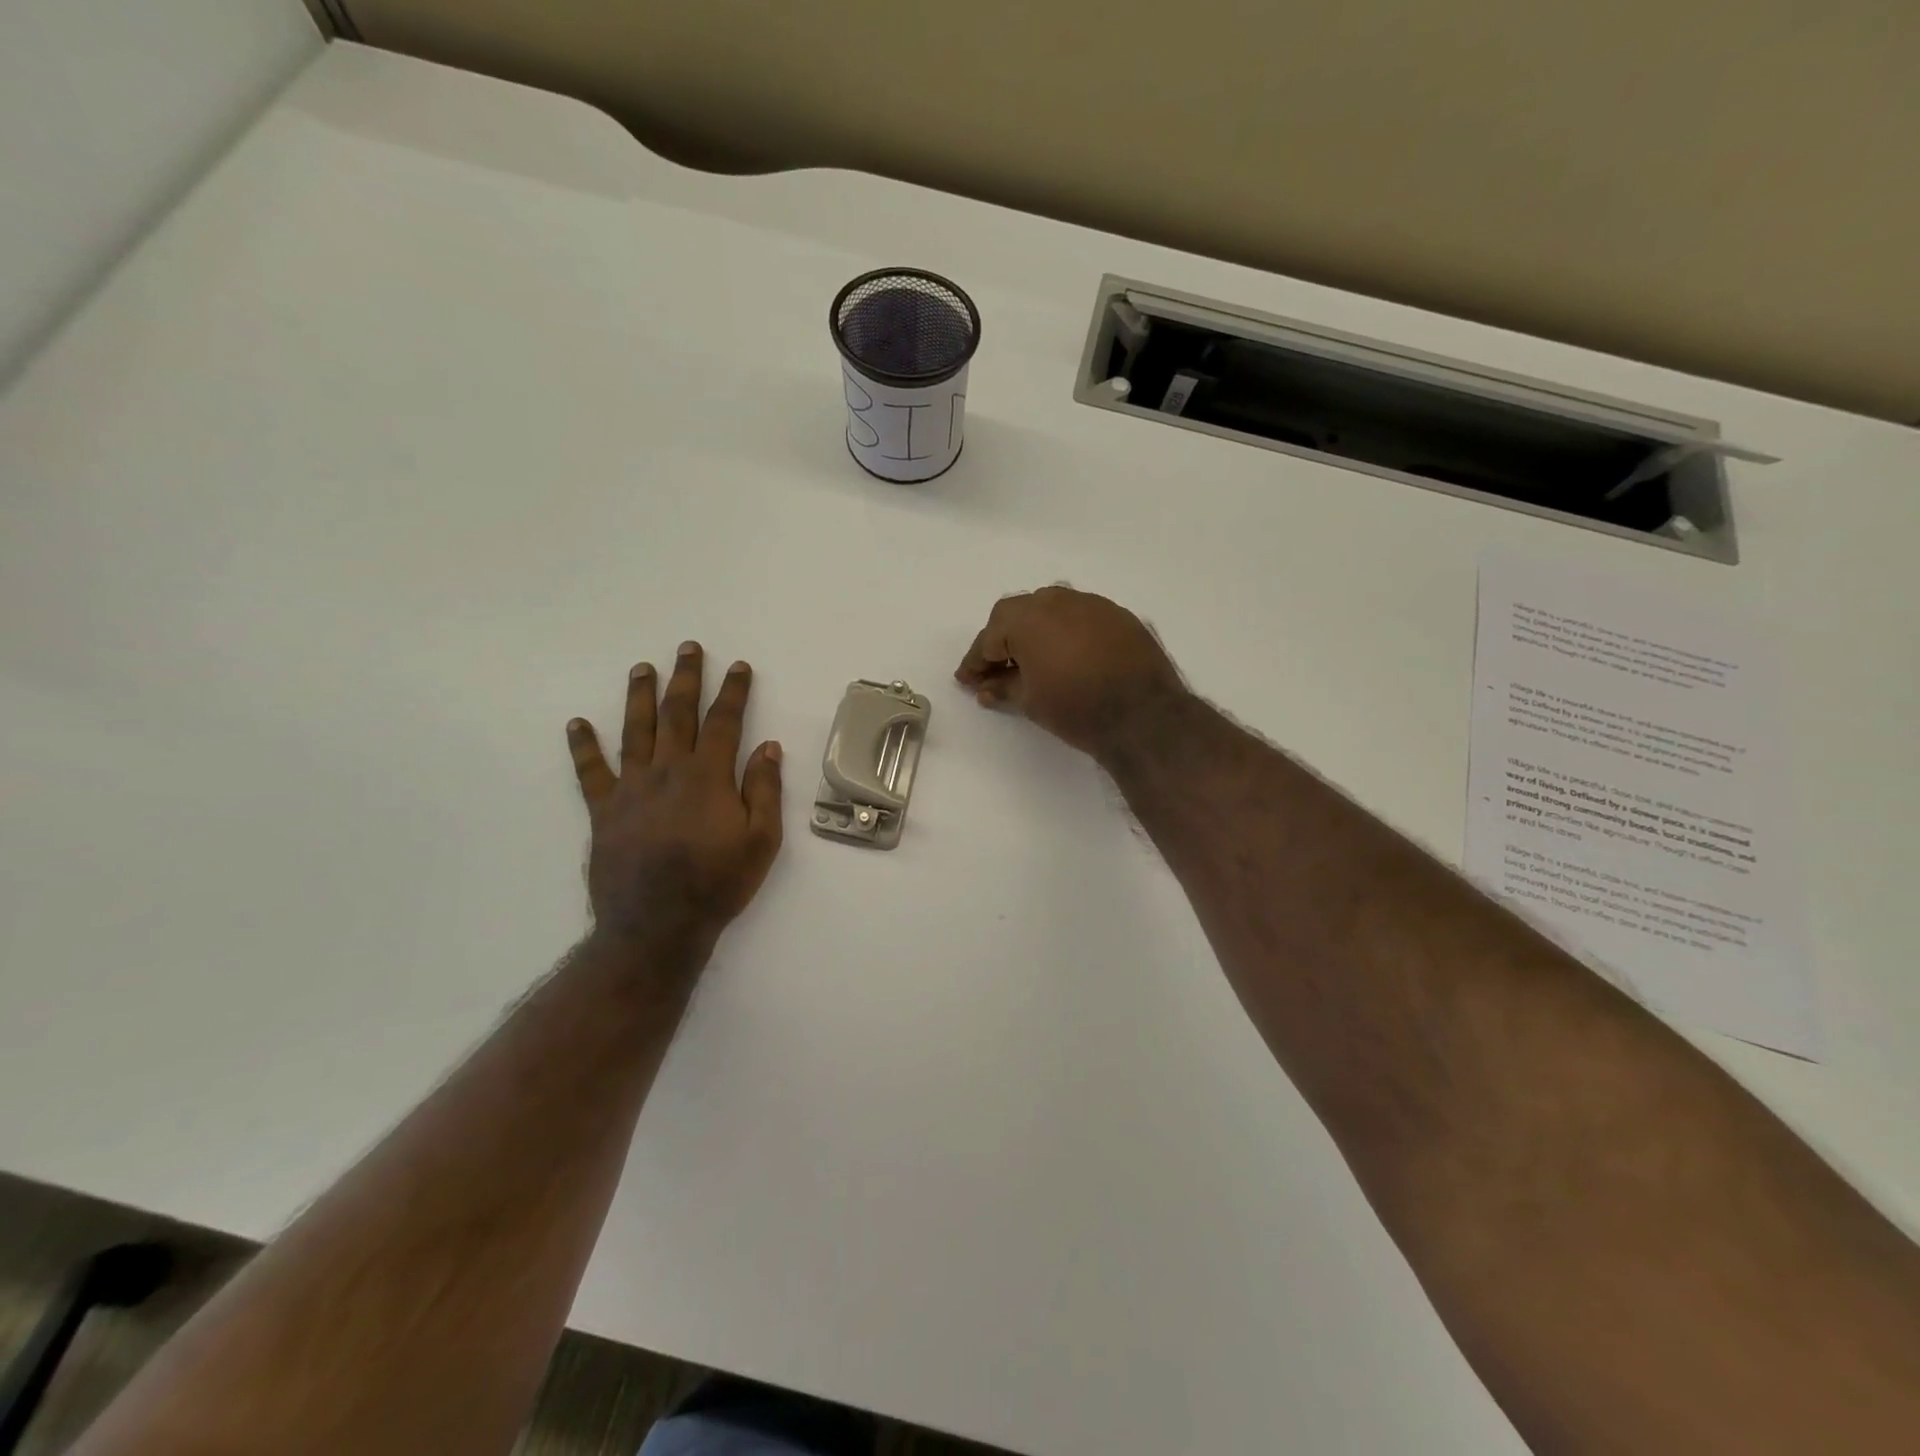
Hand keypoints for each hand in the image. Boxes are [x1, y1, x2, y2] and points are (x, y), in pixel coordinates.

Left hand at [566, 643, 783, 956]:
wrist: (657, 925)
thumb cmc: (717, 883)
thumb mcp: (761, 840)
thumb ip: (765, 790)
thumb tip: (769, 746)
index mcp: (708, 776)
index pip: (724, 721)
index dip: (733, 691)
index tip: (738, 666)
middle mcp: (668, 771)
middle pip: (677, 714)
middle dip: (685, 678)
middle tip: (687, 648)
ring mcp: (631, 788)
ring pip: (635, 730)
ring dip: (639, 696)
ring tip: (641, 668)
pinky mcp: (604, 810)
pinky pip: (591, 772)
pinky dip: (583, 746)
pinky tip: (576, 724)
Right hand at [954, 586, 1186, 757]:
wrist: (1144, 715)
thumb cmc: (1076, 708)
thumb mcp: (1030, 702)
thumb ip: (1003, 688)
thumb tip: (985, 688)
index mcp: (1027, 618)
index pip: (990, 637)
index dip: (975, 661)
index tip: (966, 680)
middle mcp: (1057, 600)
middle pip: (1017, 614)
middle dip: (1002, 640)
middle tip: (996, 669)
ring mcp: (1092, 604)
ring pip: (1050, 609)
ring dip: (1034, 631)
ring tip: (1031, 661)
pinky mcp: (1119, 615)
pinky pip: (1080, 617)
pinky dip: (1066, 632)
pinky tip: (1067, 656)